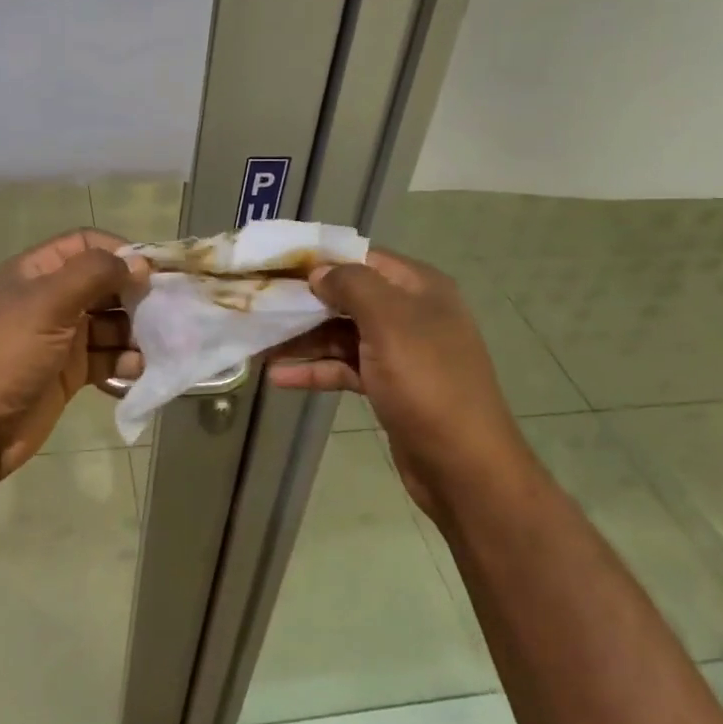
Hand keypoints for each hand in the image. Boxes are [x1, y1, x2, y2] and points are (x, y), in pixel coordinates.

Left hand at [0, 229, 150, 479]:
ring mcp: (60, 337)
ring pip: (109, 323)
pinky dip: (123, 361)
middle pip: (102, 284)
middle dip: (133, 295)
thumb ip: (94, 274)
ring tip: (154, 344)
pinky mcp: (69, 372)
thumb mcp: (49, 303)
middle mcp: (50, 299)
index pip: (85, 245)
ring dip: (133, 332)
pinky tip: (135, 370)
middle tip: (164, 309)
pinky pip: (105, 358)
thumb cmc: (8, 354)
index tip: (152, 270)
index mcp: (37, 272)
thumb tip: (138, 263)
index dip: (119, 252)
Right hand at [266, 248, 519, 519]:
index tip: (275, 264)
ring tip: (258, 344)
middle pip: (347, 297)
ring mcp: (399, 351)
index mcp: (419, 287)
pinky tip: (278, 377)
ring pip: (342, 334)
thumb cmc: (427, 383)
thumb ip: (351, 285)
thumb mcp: (389, 322)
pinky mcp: (388, 386)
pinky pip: (345, 367)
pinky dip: (315, 370)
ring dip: (303, 340)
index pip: (362, 257)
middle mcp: (410, 312)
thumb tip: (319, 272)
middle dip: (304, 302)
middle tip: (258, 304)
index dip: (320, 259)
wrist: (464, 466)